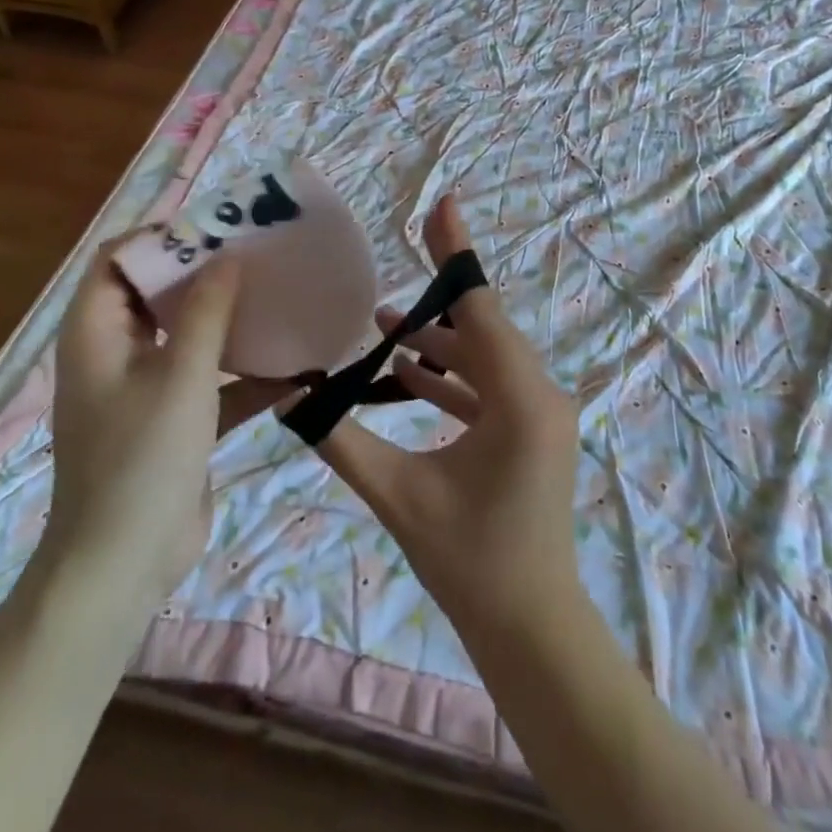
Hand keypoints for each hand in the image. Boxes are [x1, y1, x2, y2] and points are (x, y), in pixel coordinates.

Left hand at [40, 237, 291, 605]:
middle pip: (157, 293)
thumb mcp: (182, 376)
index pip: (118, 260)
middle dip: (205, 272)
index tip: (218, 227)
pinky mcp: (174, 420)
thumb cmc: (142, 459)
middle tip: (257, 253)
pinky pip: (210, 380)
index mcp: (97, 332)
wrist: (123, 566)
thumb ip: (207, 312)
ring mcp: (145, 388)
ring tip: (277, 294)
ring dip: (228, 319)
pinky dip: (243, 373)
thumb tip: (228, 257)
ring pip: (188, 335)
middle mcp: (116, 352)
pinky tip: (295, 369)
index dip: (162, 237)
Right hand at [312, 196, 582, 636]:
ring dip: (438, 341)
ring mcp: (539, 411)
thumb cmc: (470, 563)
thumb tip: (291, 396)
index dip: (456, 252)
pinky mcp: (531, 430)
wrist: (531, 629)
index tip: (443, 203)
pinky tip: (408, 372)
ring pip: (484, 356)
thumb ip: (342, 439)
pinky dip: (451, 375)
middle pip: (481, 326)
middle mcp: (539, 392)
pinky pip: (489, 385)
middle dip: (436, 298)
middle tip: (393, 265)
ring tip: (385, 324)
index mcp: (519, 397)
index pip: (480, 306)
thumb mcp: (398, 495)